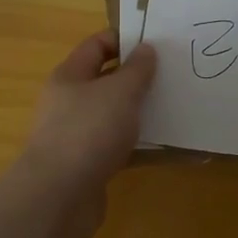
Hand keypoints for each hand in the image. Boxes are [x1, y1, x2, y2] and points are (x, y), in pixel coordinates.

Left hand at [18, 31, 157, 205]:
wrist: (58, 198)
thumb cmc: (88, 131)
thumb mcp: (119, 92)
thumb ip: (136, 69)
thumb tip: (146, 48)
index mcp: (70, 76)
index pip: (97, 45)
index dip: (125, 40)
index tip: (158, 42)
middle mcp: (70, 102)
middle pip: (107, 81)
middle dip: (138, 78)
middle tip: (174, 74)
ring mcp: (78, 136)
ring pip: (115, 116)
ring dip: (142, 113)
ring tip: (179, 108)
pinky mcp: (90, 166)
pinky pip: (121, 148)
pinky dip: (143, 147)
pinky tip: (172, 148)